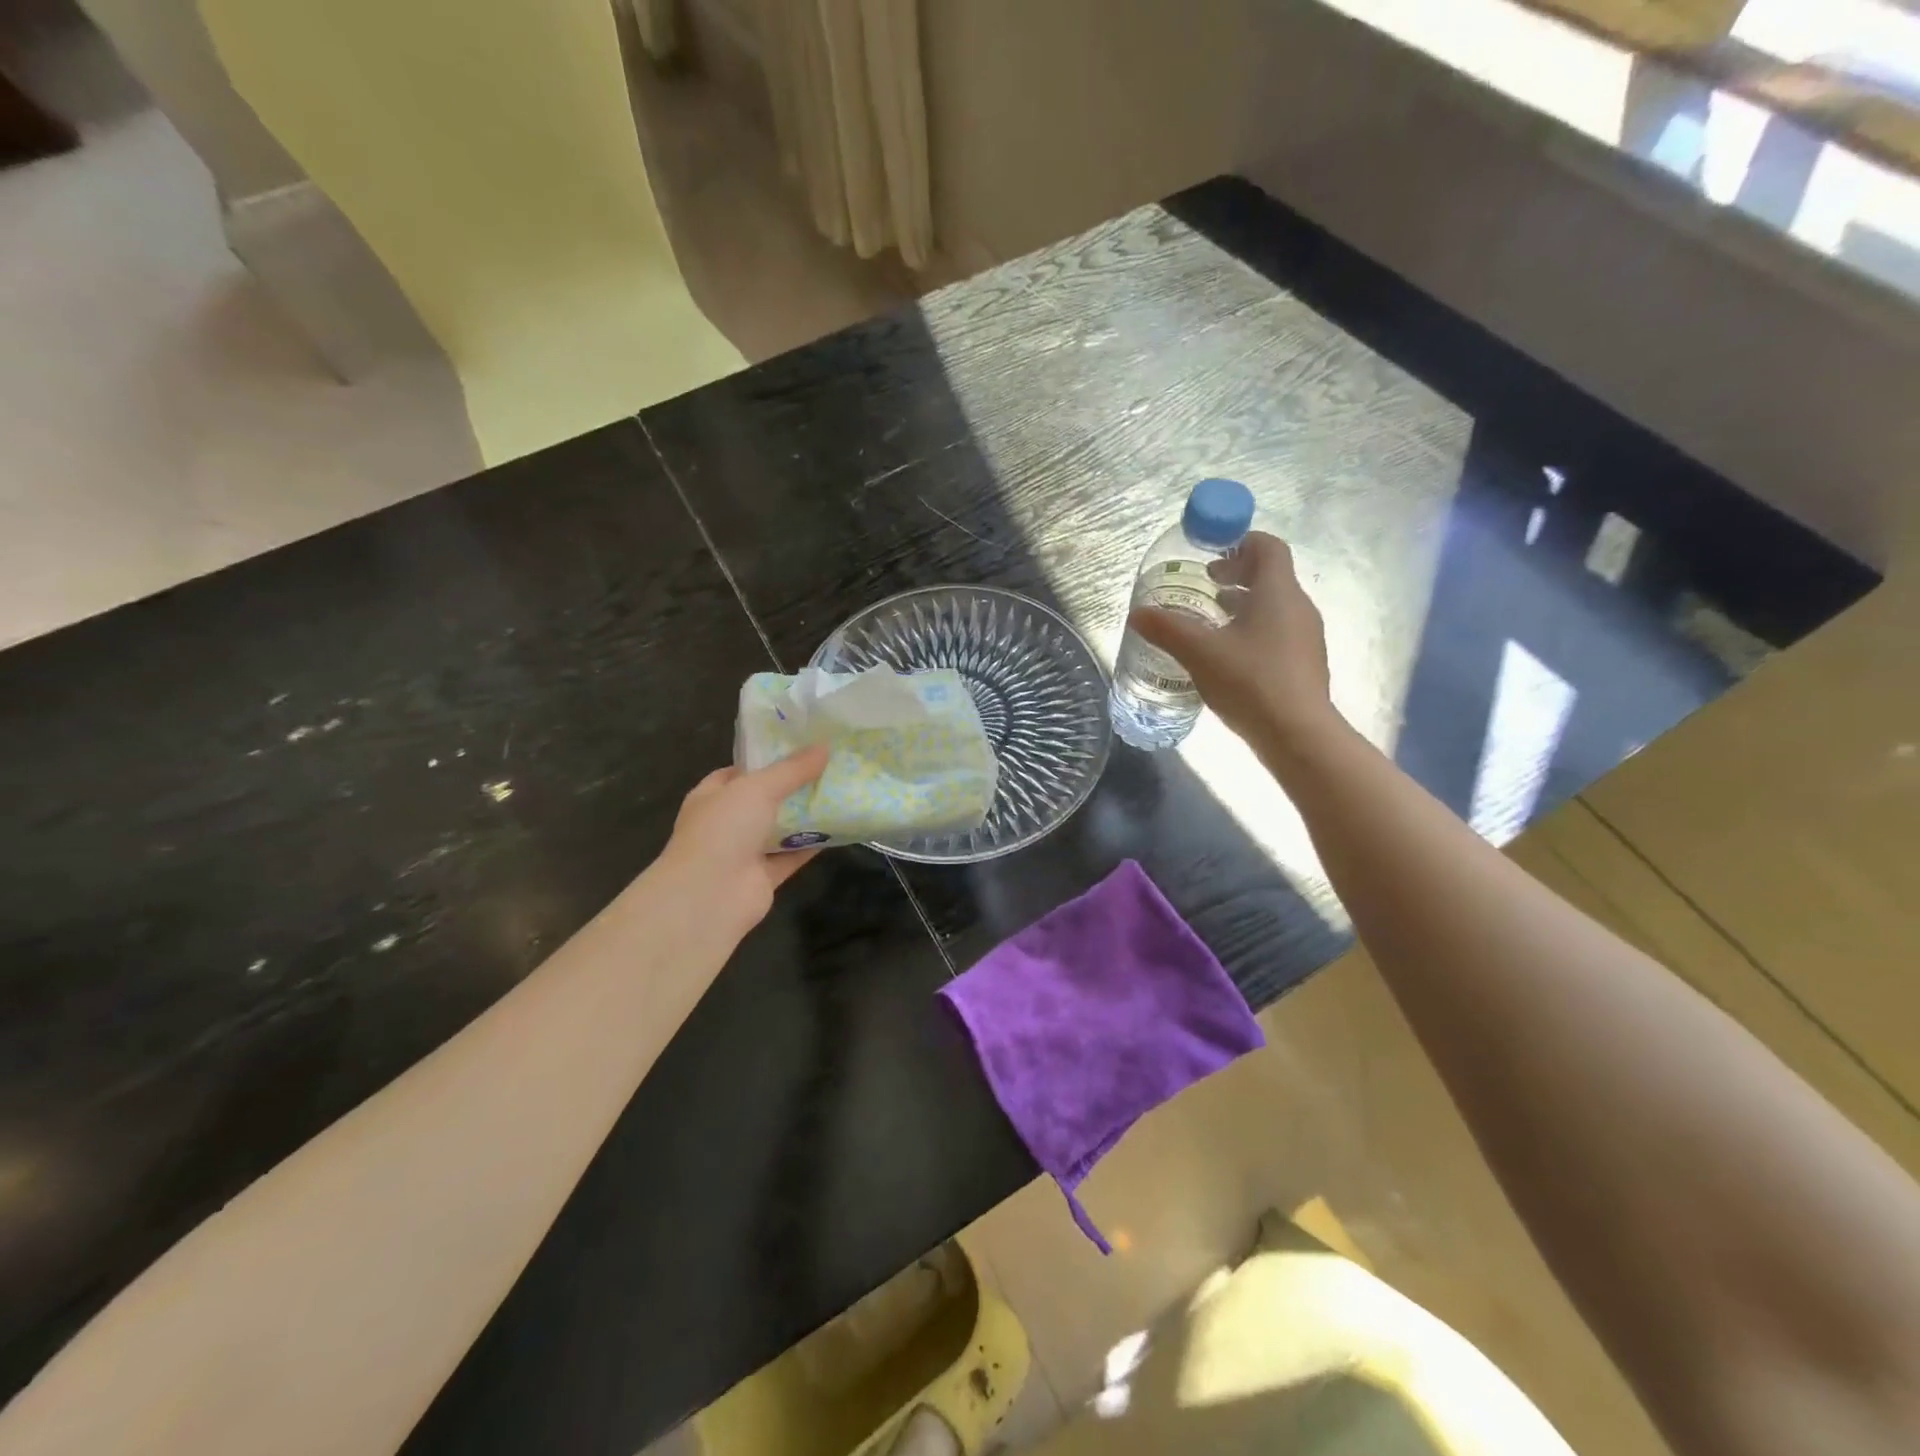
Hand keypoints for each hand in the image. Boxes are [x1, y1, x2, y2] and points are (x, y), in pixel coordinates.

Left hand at [655, 746, 831, 941]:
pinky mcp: (764, 876)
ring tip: (839, 792)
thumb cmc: (723, 829)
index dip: (768, 759)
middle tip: (829, 767)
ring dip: (805, 815)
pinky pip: (792, 855)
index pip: (740, 771)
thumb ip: (792, 769)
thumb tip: (824, 747)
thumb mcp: (758, 788)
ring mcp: (744, 851)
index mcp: (713, 795)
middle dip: (793, 786)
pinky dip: (812, 844)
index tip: (801, 748)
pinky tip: (839, 828)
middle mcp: (726, 822)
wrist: (710, 895)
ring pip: (780, 828)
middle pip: (764, 799)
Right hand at [1130, 531, 1339, 747]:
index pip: (1269, 547)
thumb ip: (1167, 629)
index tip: (1213, 554)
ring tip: (1211, 622)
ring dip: (1244, 606)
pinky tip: (1229, 657)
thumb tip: (1137, 614)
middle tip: (1205, 587)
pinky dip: (1253, 632)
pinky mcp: (1305, 665)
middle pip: (1271, 577)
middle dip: (1237, 577)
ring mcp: (1306, 638)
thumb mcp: (1199, 652)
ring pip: (1274, 607)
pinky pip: (1278, 634)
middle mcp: (1298, 608)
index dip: (1241, 542)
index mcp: (1278, 593)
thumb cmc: (1250, 681)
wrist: (1298, 735)